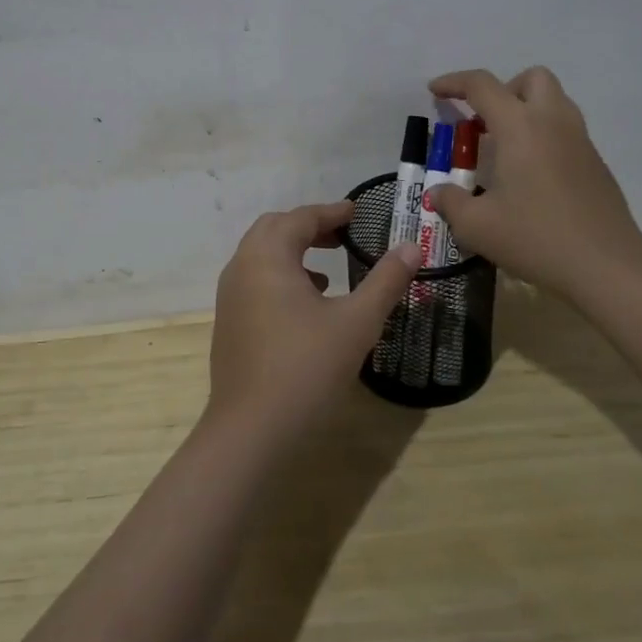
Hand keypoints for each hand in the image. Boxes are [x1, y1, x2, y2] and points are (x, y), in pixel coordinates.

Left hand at [208, 201, 419, 443]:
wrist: (251, 429)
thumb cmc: (306, 367)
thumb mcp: (356, 322)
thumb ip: (386, 280)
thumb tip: (412, 247)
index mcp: (268, 256)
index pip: (301, 218)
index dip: (332, 212)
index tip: (358, 212)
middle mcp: (242, 267)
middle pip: (274, 229)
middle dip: (309, 226)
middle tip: (343, 234)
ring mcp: (229, 296)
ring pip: (261, 256)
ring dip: (292, 251)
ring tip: (327, 269)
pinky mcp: (228, 322)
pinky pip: (254, 281)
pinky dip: (280, 276)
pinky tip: (306, 305)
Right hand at [427, 66, 641, 298]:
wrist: (606, 265)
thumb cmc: (535, 237)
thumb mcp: (477, 226)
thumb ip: (451, 202)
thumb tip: (437, 193)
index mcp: (520, 126)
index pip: (482, 85)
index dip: (454, 82)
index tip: (435, 91)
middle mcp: (552, 122)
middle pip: (532, 78)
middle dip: (503, 89)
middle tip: (484, 122)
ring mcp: (580, 141)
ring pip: (554, 101)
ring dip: (526, 110)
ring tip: (504, 148)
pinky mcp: (596, 163)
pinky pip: (565, 131)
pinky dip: (543, 136)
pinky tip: (530, 176)